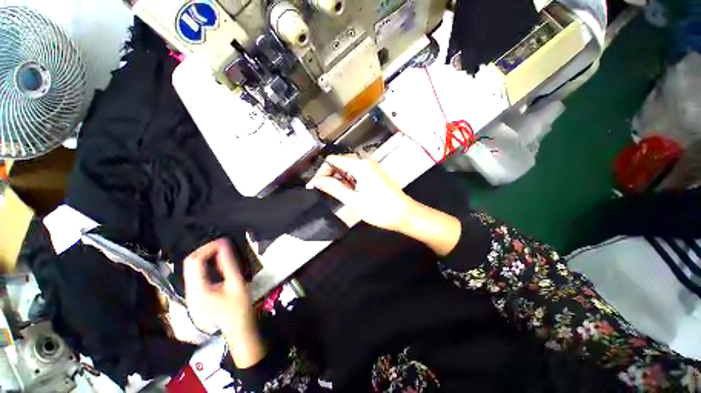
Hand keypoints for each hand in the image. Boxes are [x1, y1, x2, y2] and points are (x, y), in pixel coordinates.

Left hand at [184, 239, 264, 367]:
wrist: (236, 328)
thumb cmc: (239, 307)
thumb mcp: (237, 283)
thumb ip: (229, 264)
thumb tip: (224, 244)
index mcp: (198, 289)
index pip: (194, 261)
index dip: (207, 247)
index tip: (224, 242)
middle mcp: (189, 291)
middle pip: (189, 263)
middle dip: (205, 250)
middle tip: (223, 245)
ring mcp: (191, 294)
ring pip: (191, 268)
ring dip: (205, 257)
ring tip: (222, 252)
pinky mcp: (195, 295)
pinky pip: (196, 274)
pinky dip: (206, 265)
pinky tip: (218, 264)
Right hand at [308, 155, 416, 231]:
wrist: (405, 214)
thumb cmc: (379, 209)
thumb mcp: (353, 200)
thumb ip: (334, 188)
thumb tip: (316, 181)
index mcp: (359, 166)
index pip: (332, 161)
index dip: (321, 172)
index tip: (314, 186)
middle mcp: (365, 162)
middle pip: (340, 163)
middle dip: (330, 176)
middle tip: (324, 193)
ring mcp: (371, 168)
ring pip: (348, 169)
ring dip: (339, 180)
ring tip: (336, 195)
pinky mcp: (374, 174)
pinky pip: (356, 173)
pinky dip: (349, 181)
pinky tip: (348, 193)